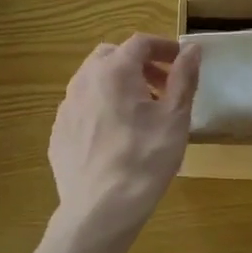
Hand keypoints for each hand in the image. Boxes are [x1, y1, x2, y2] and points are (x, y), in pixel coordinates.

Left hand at [49, 34, 200, 237]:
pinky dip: (101, 108)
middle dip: (139, 64)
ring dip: (119, 85)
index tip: (181, 61)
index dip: (164, 47)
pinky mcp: (58, 132)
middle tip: (162, 86)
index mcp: (114, 71)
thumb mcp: (175, 117)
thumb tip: (193, 49)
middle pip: (112, 56)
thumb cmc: (145, 159)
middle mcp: (84, 80)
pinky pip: (82, 107)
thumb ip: (184, 78)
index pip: (140, 42)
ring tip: (141, 112)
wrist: (99, 209)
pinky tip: (115, 135)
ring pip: (93, 81)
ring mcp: (66, 107)